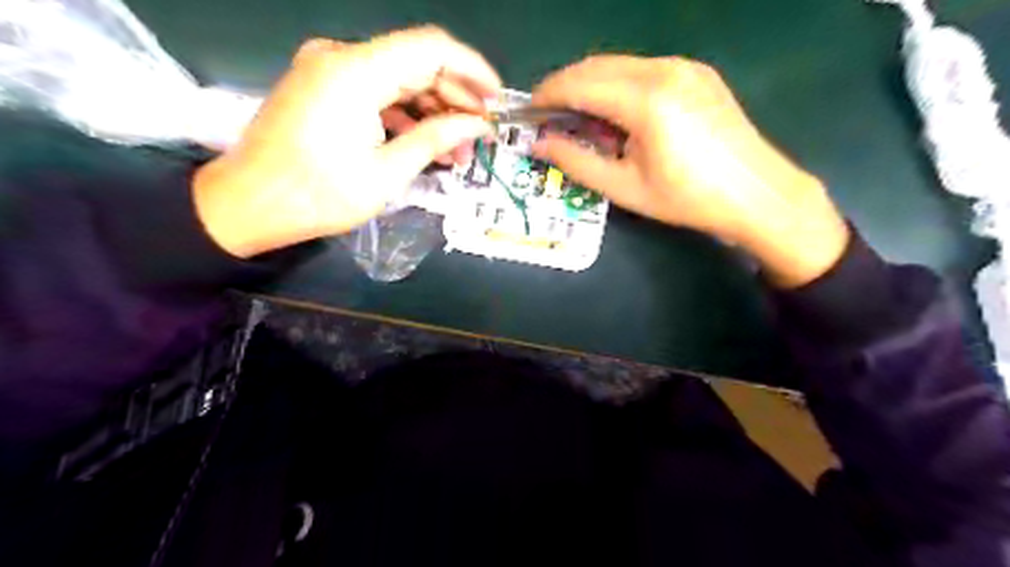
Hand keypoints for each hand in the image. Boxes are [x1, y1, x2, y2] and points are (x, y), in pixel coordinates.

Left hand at [189, 24, 497, 255]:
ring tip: (458, 150)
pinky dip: (405, 115)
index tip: (497, 98)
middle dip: (456, 98)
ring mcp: (329, 70)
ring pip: (399, 79)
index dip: (472, 69)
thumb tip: (477, 124)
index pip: (431, 48)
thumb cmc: (317, 195)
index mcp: (355, 72)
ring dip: (433, 111)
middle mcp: (341, 57)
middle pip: (416, 63)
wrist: (247, 204)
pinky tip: (426, 143)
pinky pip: (377, 92)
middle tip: (481, 135)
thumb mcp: (387, 173)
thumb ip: (436, 139)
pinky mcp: (324, 88)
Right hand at [531, 56, 844, 286]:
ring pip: (619, 65)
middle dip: (565, 87)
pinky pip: (642, 69)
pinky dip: (617, 86)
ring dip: (590, 86)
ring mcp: (684, 67)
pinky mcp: (696, 73)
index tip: (528, 113)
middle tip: (548, 118)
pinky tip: (615, 115)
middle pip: (597, 66)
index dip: (548, 95)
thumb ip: (576, 162)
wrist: (757, 194)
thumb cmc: (688, 199)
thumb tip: (539, 144)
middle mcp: (665, 70)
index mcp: (646, 99)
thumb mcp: (625, 188)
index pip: (580, 84)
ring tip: (578, 120)